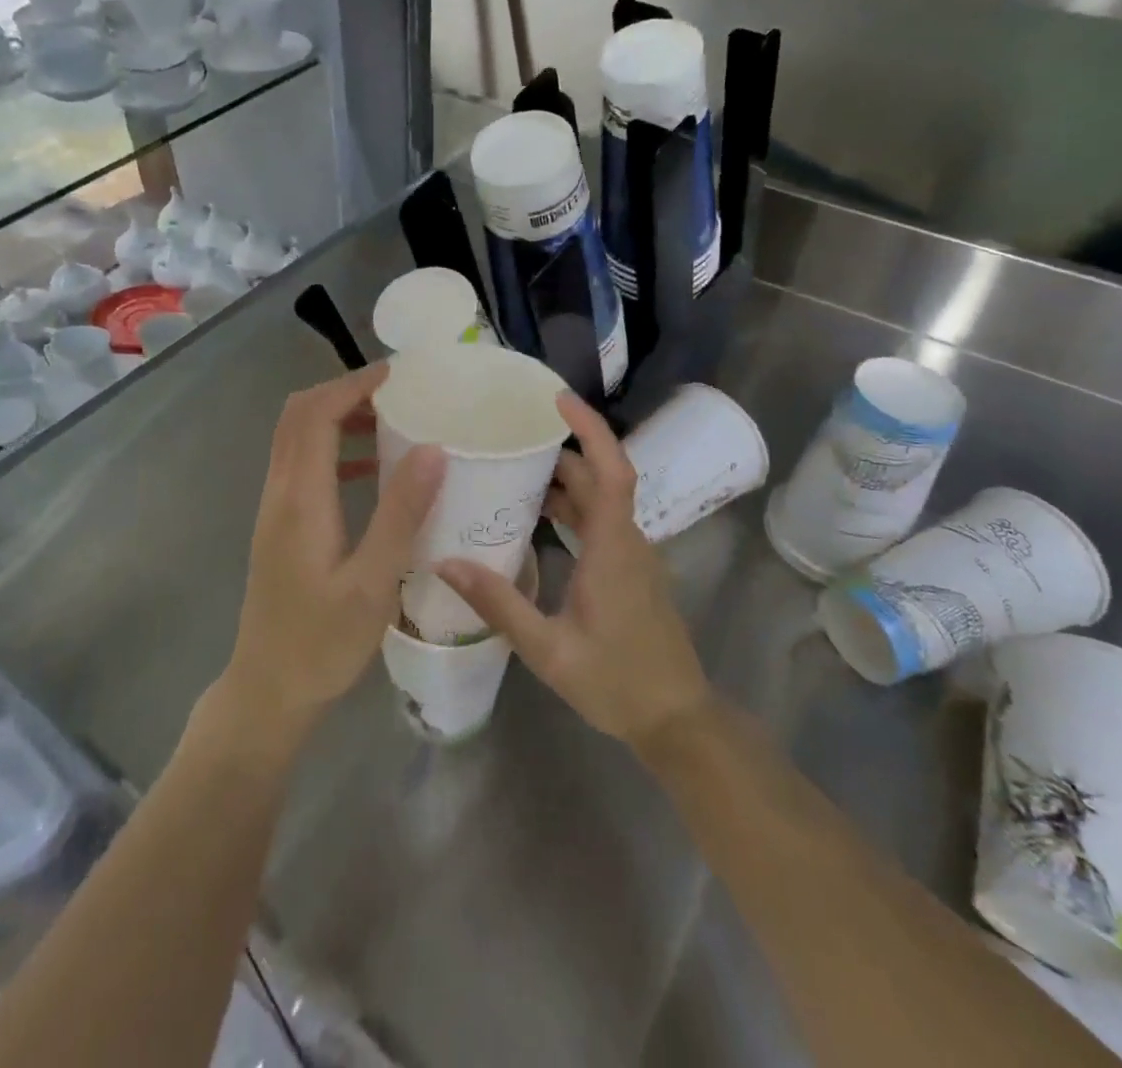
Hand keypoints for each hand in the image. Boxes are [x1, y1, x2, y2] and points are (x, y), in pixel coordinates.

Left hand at [223, 364, 443, 742]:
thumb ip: (401, 514)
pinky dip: (336, 449)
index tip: (399, 374)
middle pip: (299, 415)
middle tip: (398, 391)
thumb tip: (432, 449)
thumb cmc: (322, 643)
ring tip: (393, 419)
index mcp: (300, 498)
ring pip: (298, 438)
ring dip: (339, 417)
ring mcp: (275, 508)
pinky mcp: (281, 525)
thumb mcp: (373, 583)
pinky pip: (304, 465)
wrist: (267, 690)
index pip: (316, 414)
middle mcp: (280, 492)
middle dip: (345, 391)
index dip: (353, 384)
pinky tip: (375, 469)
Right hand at [436, 392, 712, 752]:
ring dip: (563, 480)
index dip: (590, 430)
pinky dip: (569, 507)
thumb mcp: (549, 649)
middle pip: (599, 478)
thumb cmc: (616, 682)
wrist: (675, 719)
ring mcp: (632, 555)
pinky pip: (600, 522)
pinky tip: (534, 518)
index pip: (611, 470)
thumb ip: (499, 603)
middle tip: (512, 435)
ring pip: (599, 500)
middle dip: (560, 451)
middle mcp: (627, 540)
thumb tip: (445, 564)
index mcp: (613, 547)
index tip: (558, 401)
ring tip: (513, 469)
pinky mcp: (629, 570)